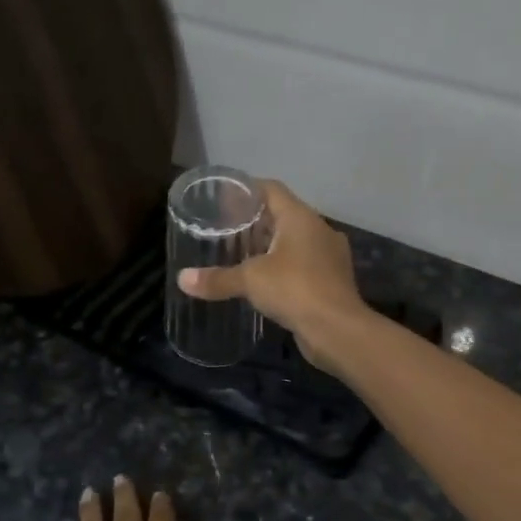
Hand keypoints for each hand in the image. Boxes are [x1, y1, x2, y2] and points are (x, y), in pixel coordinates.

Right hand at [175, 180, 370, 373]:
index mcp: (301, 218)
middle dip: (256, 221)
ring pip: (295, 242)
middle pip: (284, 215)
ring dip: (271, 246)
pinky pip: (304, 265)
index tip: (224, 199)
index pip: (272, 190)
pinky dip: (284, 268)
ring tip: (242, 255)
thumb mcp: (250, 280)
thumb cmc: (295, 290)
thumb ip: (217, 278)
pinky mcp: (332, 281)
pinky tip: (265, 282)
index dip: (247, 190)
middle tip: (226, 229)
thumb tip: (182, 279)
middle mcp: (319, 230)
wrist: (338, 330)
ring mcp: (330, 256)